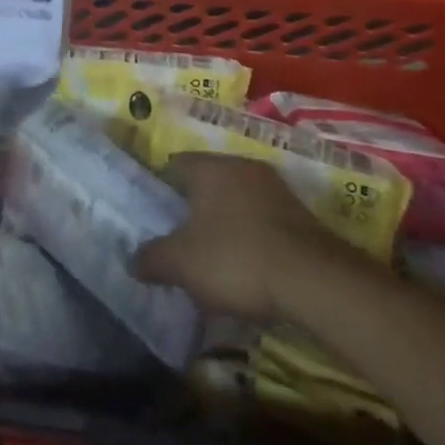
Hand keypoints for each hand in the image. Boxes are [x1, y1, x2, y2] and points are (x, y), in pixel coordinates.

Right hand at [133, 154, 357, 320]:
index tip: (154, 218)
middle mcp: (241, 165)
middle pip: (207, 181)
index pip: (174, 165)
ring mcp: (273, 186)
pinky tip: (247, 264)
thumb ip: (152, 258)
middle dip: (193, 208)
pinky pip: (261, 217)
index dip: (160, 190)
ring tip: (212, 257)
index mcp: (209, 167)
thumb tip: (132, 259)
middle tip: (180, 239)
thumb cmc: (235, 259)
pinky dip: (250, 234)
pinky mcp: (298, 212)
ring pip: (236, 198)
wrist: (313, 279)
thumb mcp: (182, 264)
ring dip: (224, 221)